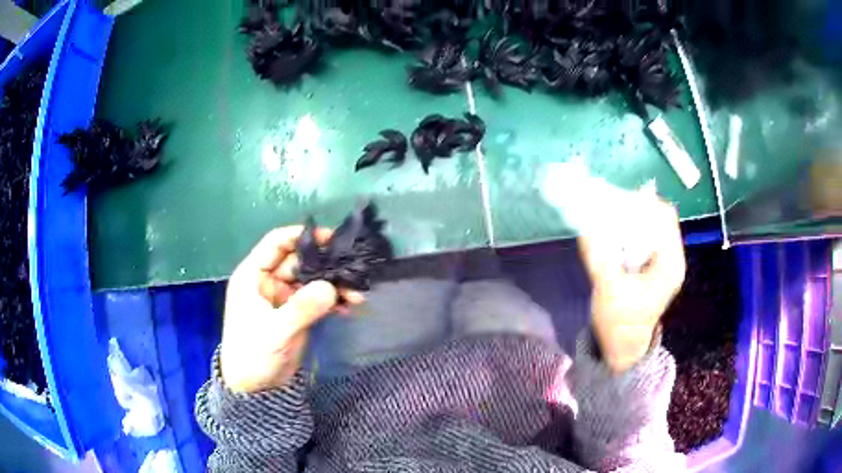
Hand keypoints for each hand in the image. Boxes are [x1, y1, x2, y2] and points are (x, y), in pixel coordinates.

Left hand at [220, 226, 362, 392]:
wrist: (254, 388)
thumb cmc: (253, 354)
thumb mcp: (275, 331)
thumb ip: (301, 308)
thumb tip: (331, 287)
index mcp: (253, 276)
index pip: (277, 243)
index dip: (301, 236)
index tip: (330, 238)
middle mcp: (269, 281)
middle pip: (300, 261)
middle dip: (326, 264)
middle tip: (352, 270)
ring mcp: (284, 297)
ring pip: (312, 280)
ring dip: (333, 284)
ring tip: (357, 293)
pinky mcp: (296, 313)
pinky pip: (317, 299)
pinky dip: (333, 301)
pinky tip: (349, 306)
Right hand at [578, 195, 685, 372]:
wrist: (623, 346)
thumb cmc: (618, 324)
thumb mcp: (608, 291)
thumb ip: (599, 256)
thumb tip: (585, 221)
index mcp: (669, 265)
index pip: (663, 218)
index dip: (641, 204)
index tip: (615, 201)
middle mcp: (672, 257)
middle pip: (660, 216)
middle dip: (635, 206)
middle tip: (608, 204)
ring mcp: (664, 260)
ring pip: (653, 222)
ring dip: (632, 215)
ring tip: (609, 214)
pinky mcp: (654, 263)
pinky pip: (646, 233)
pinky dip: (631, 226)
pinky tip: (614, 229)